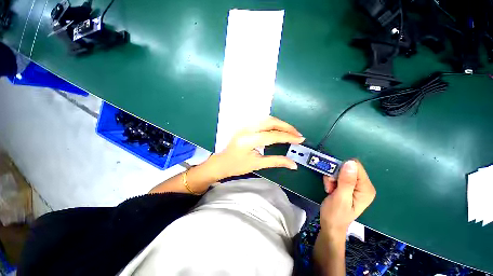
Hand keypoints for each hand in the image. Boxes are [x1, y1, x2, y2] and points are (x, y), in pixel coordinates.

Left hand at [208, 116, 304, 179]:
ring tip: (290, 132)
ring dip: (280, 124)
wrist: (222, 162)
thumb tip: (293, 164)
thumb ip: (276, 161)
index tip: (300, 139)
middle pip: (270, 122)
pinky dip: (272, 124)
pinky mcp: (244, 125)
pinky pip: (261, 121)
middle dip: (286, 126)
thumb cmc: (237, 166)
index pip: (272, 135)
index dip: (288, 137)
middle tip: (297, 134)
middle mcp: (246, 129)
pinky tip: (278, 129)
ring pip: (266, 119)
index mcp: (248, 140)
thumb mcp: (257, 165)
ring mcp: (244, 125)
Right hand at [319, 160, 375, 236]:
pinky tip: (330, 189)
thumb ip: (346, 181)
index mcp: (366, 189)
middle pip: (347, 168)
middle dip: (335, 175)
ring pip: (341, 171)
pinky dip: (331, 180)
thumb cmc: (335, 214)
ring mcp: (356, 186)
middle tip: (331, 186)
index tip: (333, 181)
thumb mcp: (340, 198)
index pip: (355, 167)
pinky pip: (338, 176)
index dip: (341, 170)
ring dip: (332, 178)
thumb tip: (350, 163)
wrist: (331, 224)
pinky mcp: (349, 186)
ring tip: (330, 189)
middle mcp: (363, 186)